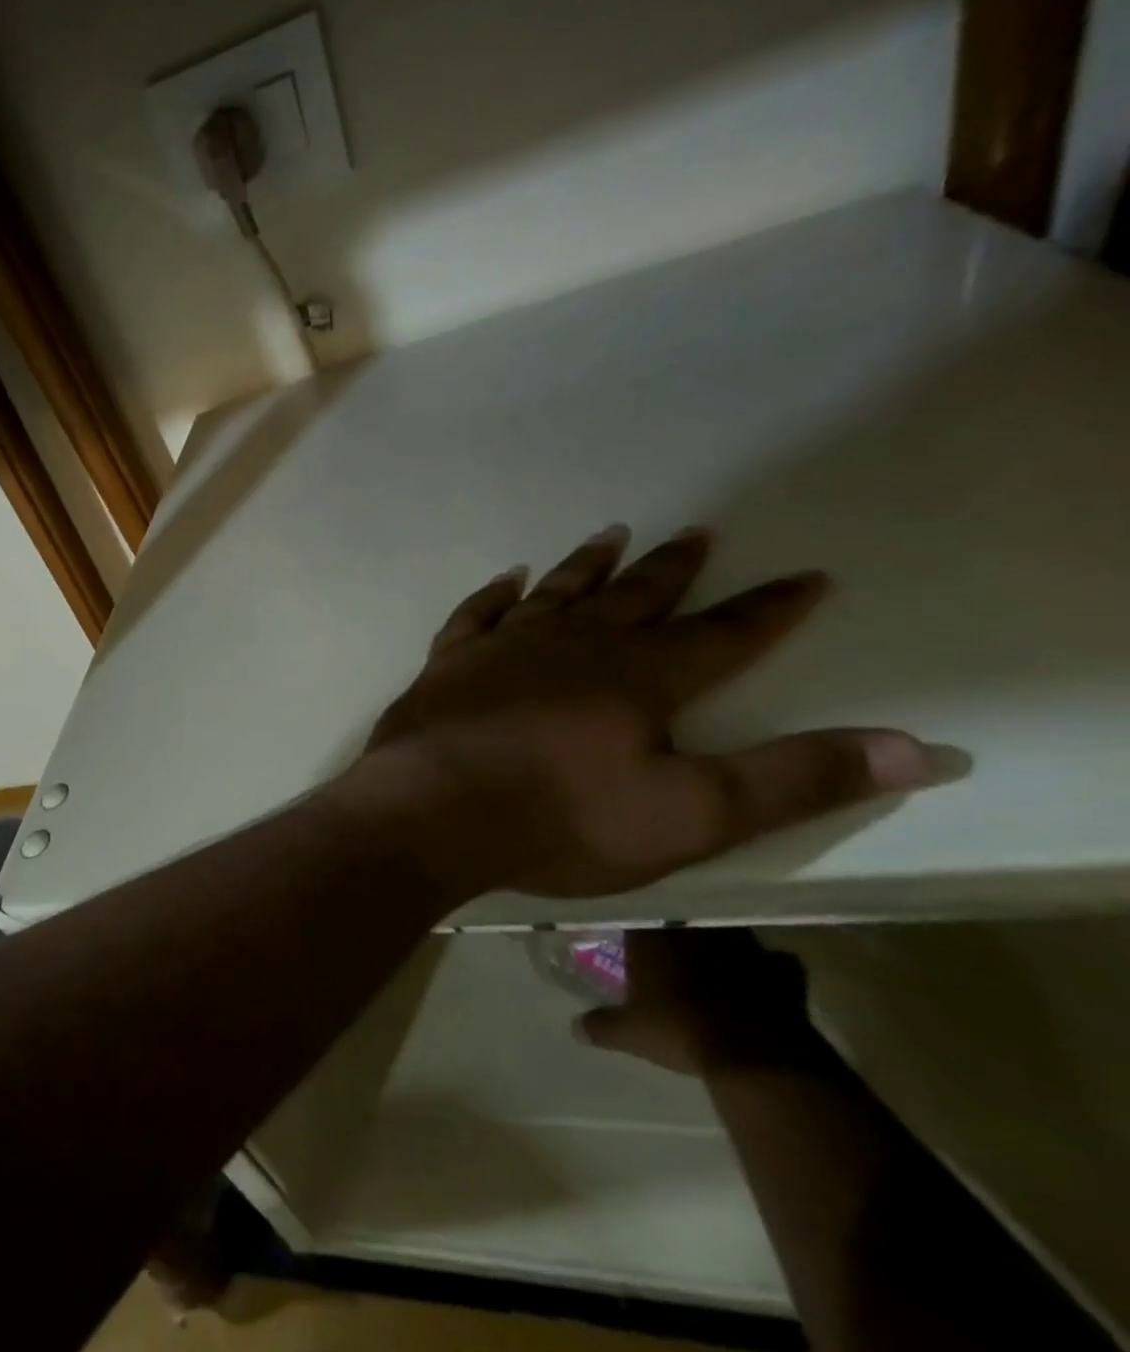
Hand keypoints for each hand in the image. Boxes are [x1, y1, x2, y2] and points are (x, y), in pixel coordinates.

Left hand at [337, 526, 949, 905]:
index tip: (809, 576)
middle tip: (696, 533)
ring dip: (587, 565)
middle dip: (671, 569)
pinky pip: (476, 614)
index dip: (770, 608)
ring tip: (613, 534)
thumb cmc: (560, 819)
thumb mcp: (690, 815)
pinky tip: (507, 579)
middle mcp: (572, 646)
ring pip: (557, 593)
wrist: (431, 810)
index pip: (724, 634)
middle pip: (634, 598)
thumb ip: (795, 779)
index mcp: (638, 678)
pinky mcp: (448, 663)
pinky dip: (495, 594)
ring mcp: (502, 648)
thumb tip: (919, 748)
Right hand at [574, 929, 819, 1076]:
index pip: (637, 916)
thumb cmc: (679, 1030)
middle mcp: (694, 931)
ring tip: (716, 960)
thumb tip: (574, 1028)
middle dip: (679, 933)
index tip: (633, 938)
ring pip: (727, 933)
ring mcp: (742, 947)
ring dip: (723, 945)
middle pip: (682, 922)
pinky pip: (777, 963)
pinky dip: (772, 969)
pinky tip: (767, 980)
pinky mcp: (781, 972)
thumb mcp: (630, 1033)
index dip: (636, 928)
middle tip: (674, 949)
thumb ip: (601, 1026)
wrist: (753, 1054)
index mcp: (652, 935)